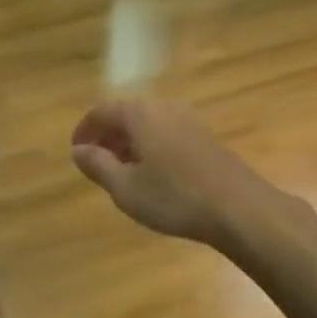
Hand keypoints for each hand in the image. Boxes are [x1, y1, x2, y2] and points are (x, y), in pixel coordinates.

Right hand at [70, 100, 274, 245]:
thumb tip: (78, 150)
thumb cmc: (174, 197)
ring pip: (149, 125)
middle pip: (127, 115)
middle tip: (96, 163)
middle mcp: (164, 108)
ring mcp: (189, 121)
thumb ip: (97, 165)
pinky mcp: (206, 138)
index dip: (84, 129)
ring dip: (130, 143)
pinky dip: (151, 147)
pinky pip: (167, 134)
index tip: (76, 152)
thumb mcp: (125, 188)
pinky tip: (154, 175)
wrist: (239, 209)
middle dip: (108, 136)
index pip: (102, 110)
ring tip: (122, 172)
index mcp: (140, 114)